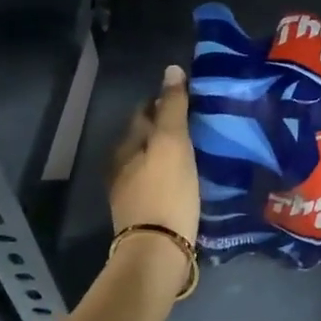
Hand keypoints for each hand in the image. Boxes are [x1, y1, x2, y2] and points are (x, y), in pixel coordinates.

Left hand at [108, 63, 200, 246]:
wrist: (158, 251)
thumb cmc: (165, 192)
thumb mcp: (172, 143)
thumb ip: (172, 107)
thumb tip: (171, 69)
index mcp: (126, 146)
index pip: (143, 112)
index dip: (163, 102)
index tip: (189, 99)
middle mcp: (122, 167)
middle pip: (145, 138)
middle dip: (165, 128)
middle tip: (198, 123)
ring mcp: (131, 193)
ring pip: (151, 162)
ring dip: (169, 154)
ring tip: (198, 150)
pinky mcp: (145, 215)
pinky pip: (159, 184)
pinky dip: (172, 176)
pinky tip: (189, 180)